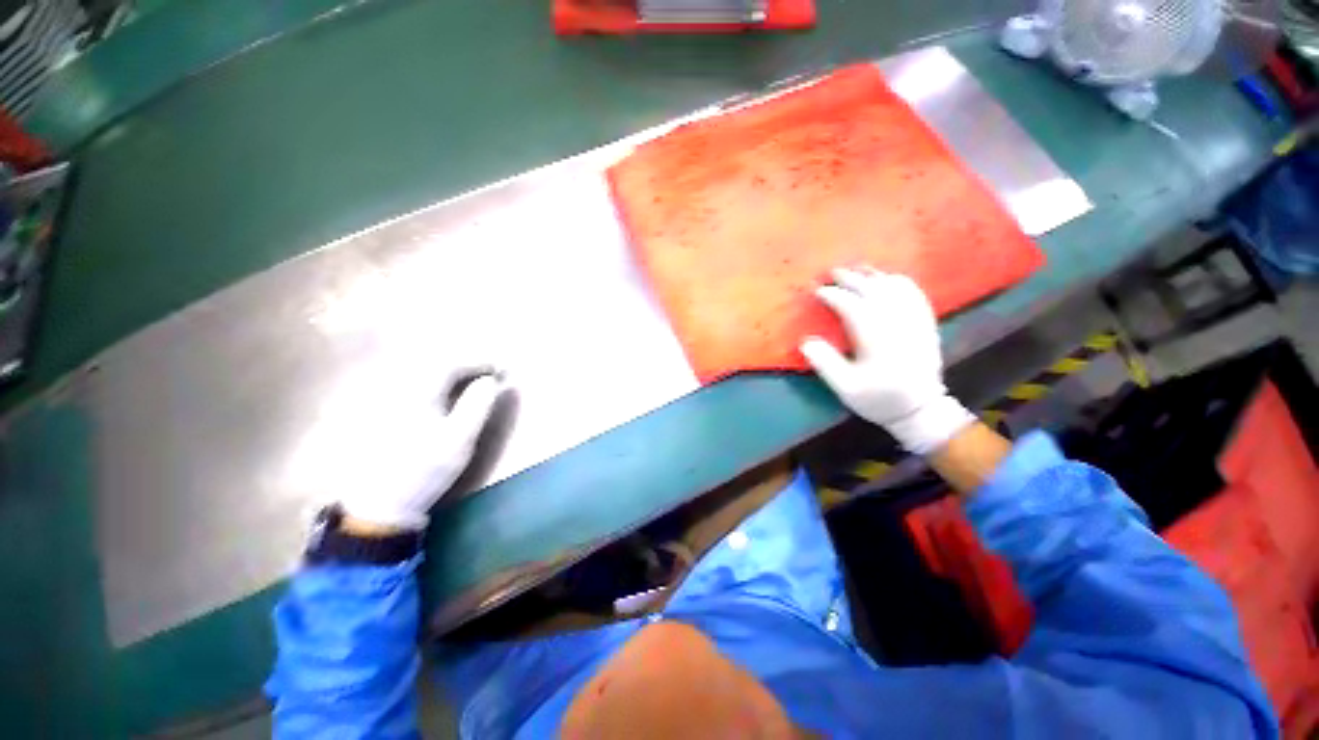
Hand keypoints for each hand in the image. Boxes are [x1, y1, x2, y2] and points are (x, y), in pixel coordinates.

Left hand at [294, 360, 506, 532]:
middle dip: (464, 364)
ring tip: (470, 379)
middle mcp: (398, 389)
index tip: (500, 369)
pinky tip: (442, 393)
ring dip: (449, 372)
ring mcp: (385, 400)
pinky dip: (432, 382)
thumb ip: (476, 406)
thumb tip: (490, 381)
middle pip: (434, 364)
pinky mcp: (378, 412)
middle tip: (487, 372)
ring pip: (420, 373)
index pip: (452, 366)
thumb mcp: (459, 441)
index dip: (479, 363)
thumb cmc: (425, 471)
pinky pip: (409, 384)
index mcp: (418, 394)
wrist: (379, 503)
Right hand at [800, 266, 974, 453]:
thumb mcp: (846, 389)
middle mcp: (898, 325)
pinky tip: (888, 278)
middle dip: (851, 279)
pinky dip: (899, 281)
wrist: (921, 409)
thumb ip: (826, 364)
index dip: (834, 296)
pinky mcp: (926, 323)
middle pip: (873, 291)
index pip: (853, 307)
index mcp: (877, 340)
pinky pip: (915, 293)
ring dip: (874, 275)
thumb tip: (806, 341)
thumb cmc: (880, 400)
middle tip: (833, 271)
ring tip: (857, 270)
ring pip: (895, 287)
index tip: (818, 291)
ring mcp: (915, 321)